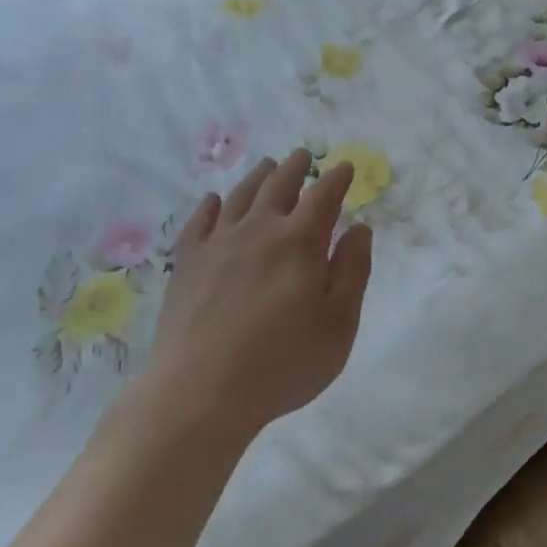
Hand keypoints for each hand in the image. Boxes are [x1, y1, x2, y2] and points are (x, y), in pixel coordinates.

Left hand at [143, 149, 372, 437]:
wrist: (202, 391)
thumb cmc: (284, 361)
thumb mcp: (339, 322)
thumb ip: (353, 270)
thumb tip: (359, 228)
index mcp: (300, 242)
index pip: (323, 197)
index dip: (336, 179)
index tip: (345, 167)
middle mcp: (258, 231)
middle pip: (278, 186)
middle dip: (294, 168)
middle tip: (301, 155)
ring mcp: (217, 245)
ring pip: (240, 197)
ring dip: (257, 177)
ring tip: (266, 166)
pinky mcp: (187, 265)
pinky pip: (199, 223)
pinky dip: (210, 206)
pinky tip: (213, 201)